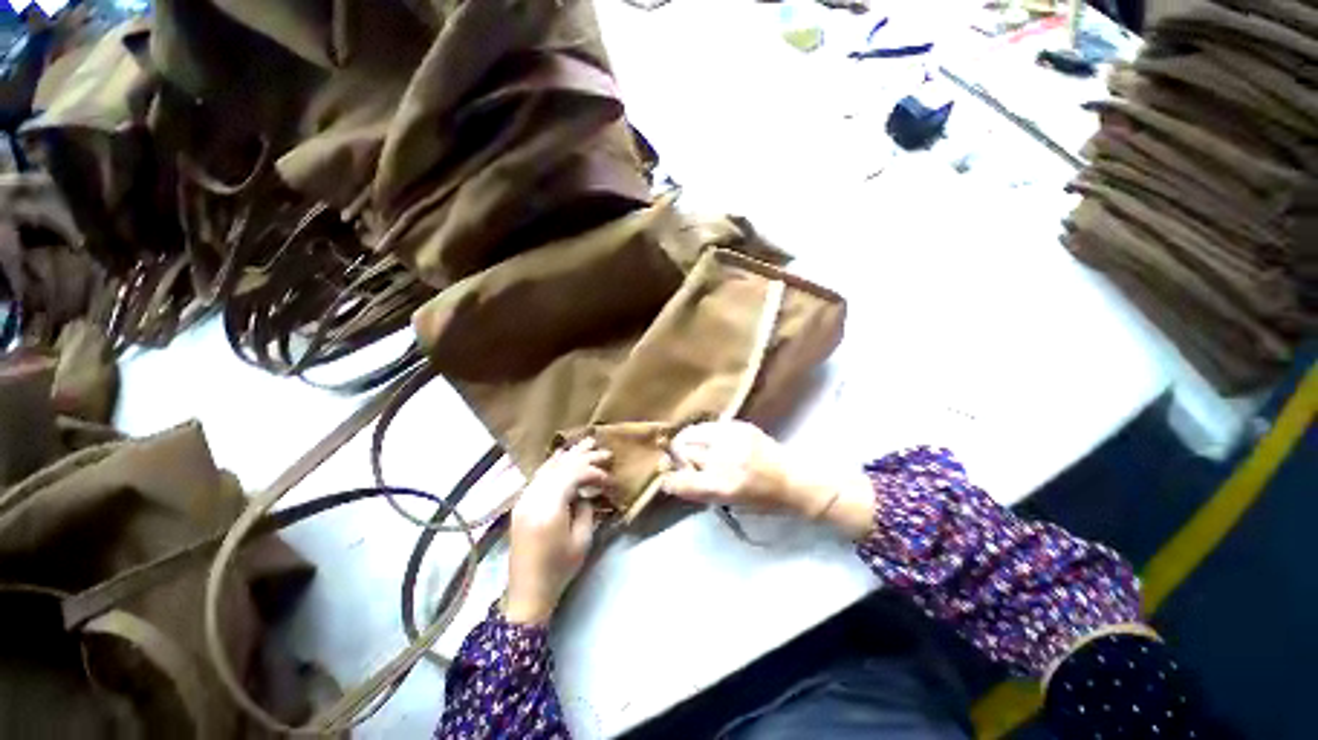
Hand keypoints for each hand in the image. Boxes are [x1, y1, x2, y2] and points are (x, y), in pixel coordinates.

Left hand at [504, 439, 610, 624]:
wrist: (527, 592)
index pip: (573, 475)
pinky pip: (539, 476)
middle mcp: (533, 498)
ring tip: (586, 445)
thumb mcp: (582, 540)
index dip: (593, 472)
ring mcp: (523, 499)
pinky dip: (553, 464)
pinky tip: (562, 456)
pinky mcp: (521, 504)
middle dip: (584, 456)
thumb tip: (585, 492)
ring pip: (548, 467)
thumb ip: (585, 509)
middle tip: (604, 451)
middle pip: (560, 466)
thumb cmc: (559, 569)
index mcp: (549, 509)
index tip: (609, 480)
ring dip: (569, 455)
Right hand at [659, 421, 875, 539]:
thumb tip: (676, 475)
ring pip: (692, 433)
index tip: (666, 478)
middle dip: (675, 457)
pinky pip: (709, 425)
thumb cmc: (764, 500)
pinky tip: (705, 437)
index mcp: (721, 486)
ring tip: (687, 445)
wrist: (796, 480)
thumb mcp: (731, 503)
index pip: (680, 481)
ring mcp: (731, 439)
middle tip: (676, 460)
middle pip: (683, 452)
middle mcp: (723, 460)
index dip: (669, 480)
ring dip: (685, 441)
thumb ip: (702, 489)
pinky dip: (701, 431)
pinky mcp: (740, 426)